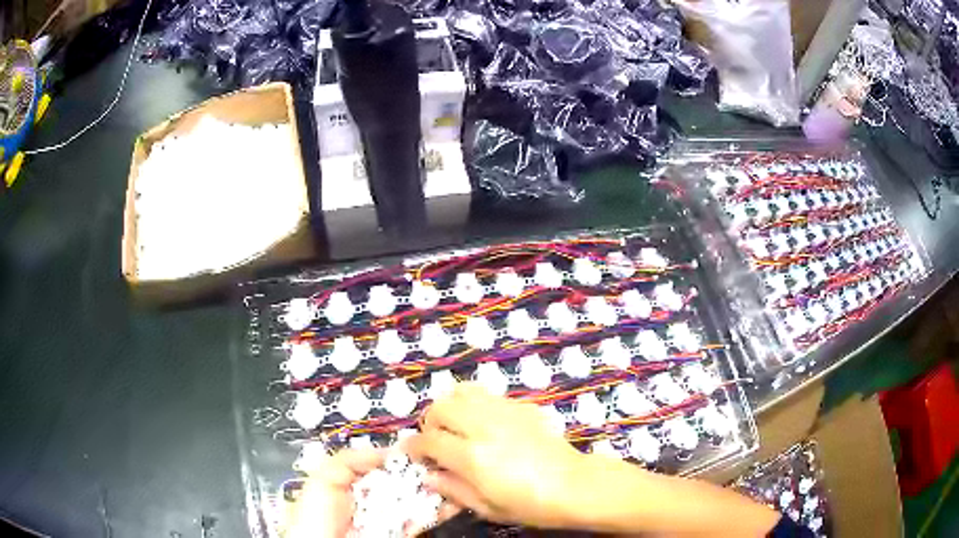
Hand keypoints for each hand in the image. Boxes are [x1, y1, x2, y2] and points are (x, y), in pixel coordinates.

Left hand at [282, 448, 461, 537]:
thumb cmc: (316, 513)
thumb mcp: (325, 477)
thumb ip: (352, 459)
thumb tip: (389, 450)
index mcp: (354, 483)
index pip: (385, 465)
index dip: (405, 456)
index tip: (426, 447)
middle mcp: (374, 499)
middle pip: (405, 482)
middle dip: (426, 471)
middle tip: (447, 462)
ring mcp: (389, 518)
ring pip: (418, 500)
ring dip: (439, 490)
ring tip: (459, 478)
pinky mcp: (401, 534)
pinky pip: (422, 521)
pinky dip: (440, 511)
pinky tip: (456, 500)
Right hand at [405, 383, 586, 528]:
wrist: (574, 486)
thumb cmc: (529, 505)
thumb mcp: (485, 507)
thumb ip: (452, 489)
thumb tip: (428, 476)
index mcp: (472, 456)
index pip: (428, 440)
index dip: (413, 446)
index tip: (412, 453)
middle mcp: (484, 427)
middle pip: (441, 406)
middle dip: (431, 422)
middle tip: (437, 440)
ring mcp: (505, 412)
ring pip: (463, 391)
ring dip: (452, 407)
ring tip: (458, 426)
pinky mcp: (522, 406)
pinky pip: (488, 395)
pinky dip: (476, 405)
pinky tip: (486, 425)